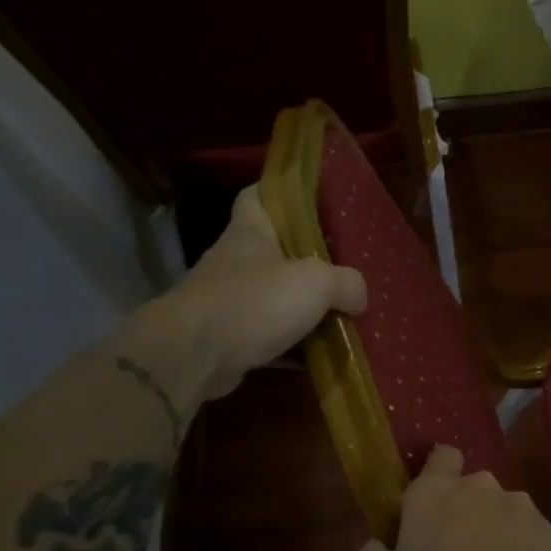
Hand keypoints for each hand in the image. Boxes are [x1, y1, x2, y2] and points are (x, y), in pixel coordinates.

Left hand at [153, 185, 366, 401]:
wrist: (191, 357)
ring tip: (339, 312)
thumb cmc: (253, 302)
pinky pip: (269, 336)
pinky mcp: (227, 338)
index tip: (309, 200)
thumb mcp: (316, 282)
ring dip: (301, 305)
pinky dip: (293, 344)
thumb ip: (346, 283)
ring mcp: (227, 301)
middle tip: (342, 266)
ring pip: (272, 296)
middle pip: (272, 250)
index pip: (257, 196)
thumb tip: (359, 297)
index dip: (279, 193)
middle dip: (305, 259)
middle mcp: (235, 262)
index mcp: (250, 233)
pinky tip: (320, 354)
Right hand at [356, 446, 550, 550]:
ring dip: (492, 530)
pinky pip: (525, 533)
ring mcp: (518, 504)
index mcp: (433, 492)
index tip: (429, 499)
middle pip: (470, 488)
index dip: (436, 470)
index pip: (440, 456)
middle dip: (463, 510)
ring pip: (500, 510)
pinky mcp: (546, 528)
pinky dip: (519, 548)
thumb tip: (375, 545)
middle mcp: (479, 486)